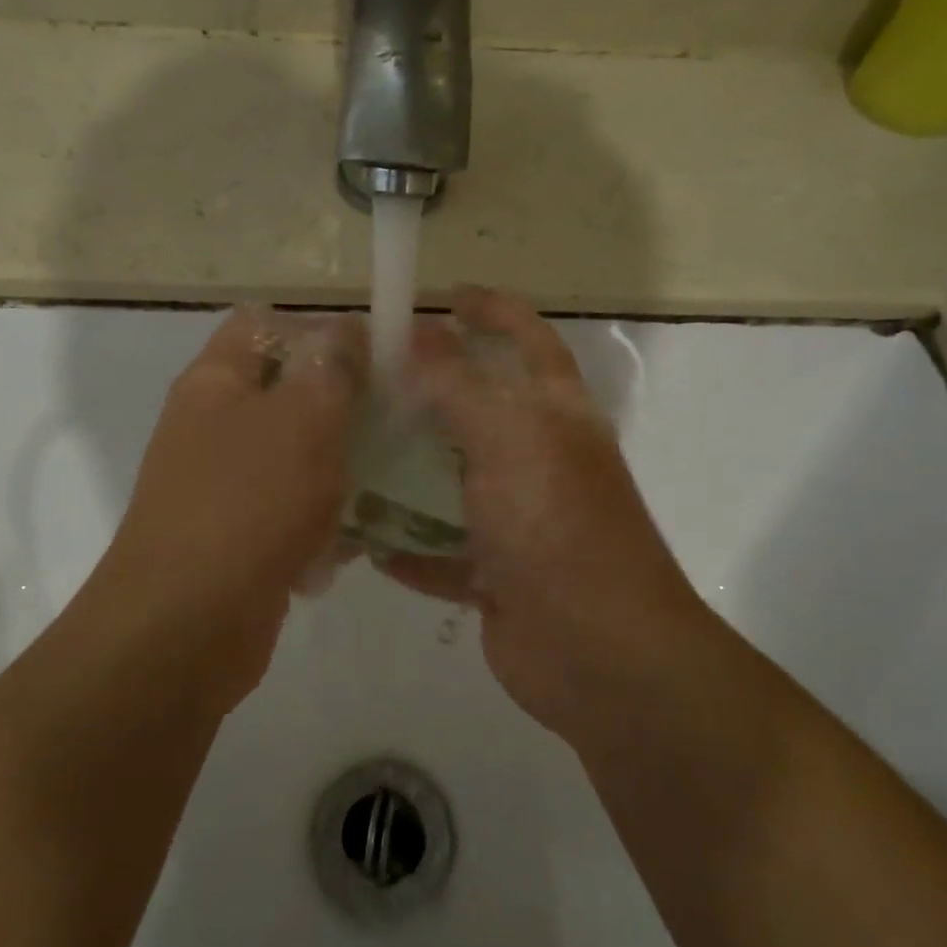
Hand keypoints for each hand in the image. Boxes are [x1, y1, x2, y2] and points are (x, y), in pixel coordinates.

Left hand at [91, 307, 365, 702]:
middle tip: (396, 423)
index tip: (376, 359)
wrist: (187, 626)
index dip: (319, 330)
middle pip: (286, 394)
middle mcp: (214, 428)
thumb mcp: (304, 419)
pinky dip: (323, 524)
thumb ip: (333, 368)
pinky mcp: (241, 539)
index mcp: (216, 382)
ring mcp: (225, 487)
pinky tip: (356, 543)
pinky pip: (292, 514)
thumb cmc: (248, 504)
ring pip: (296, 458)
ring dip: (340, 469)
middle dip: (342, 406)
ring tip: (388, 482)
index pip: (264, 325)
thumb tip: (347, 332)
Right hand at [377, 288, 713, 742]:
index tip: (445, 295)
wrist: (597, 651)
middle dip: (431, 395)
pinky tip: (366, 544)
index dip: (493, 311)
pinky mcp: (498, 577)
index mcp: (556, 417)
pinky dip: (410, 550)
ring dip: (409, 475)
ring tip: (349, 457)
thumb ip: (458, 384)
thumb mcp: (507, 438)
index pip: (528, 342)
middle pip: (480, 414)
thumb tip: (418, 332)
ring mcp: (520, 523)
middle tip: (368, 382)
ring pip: (454, 485)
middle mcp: (541, 462)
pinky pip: (443, 555)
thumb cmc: (555, 525)